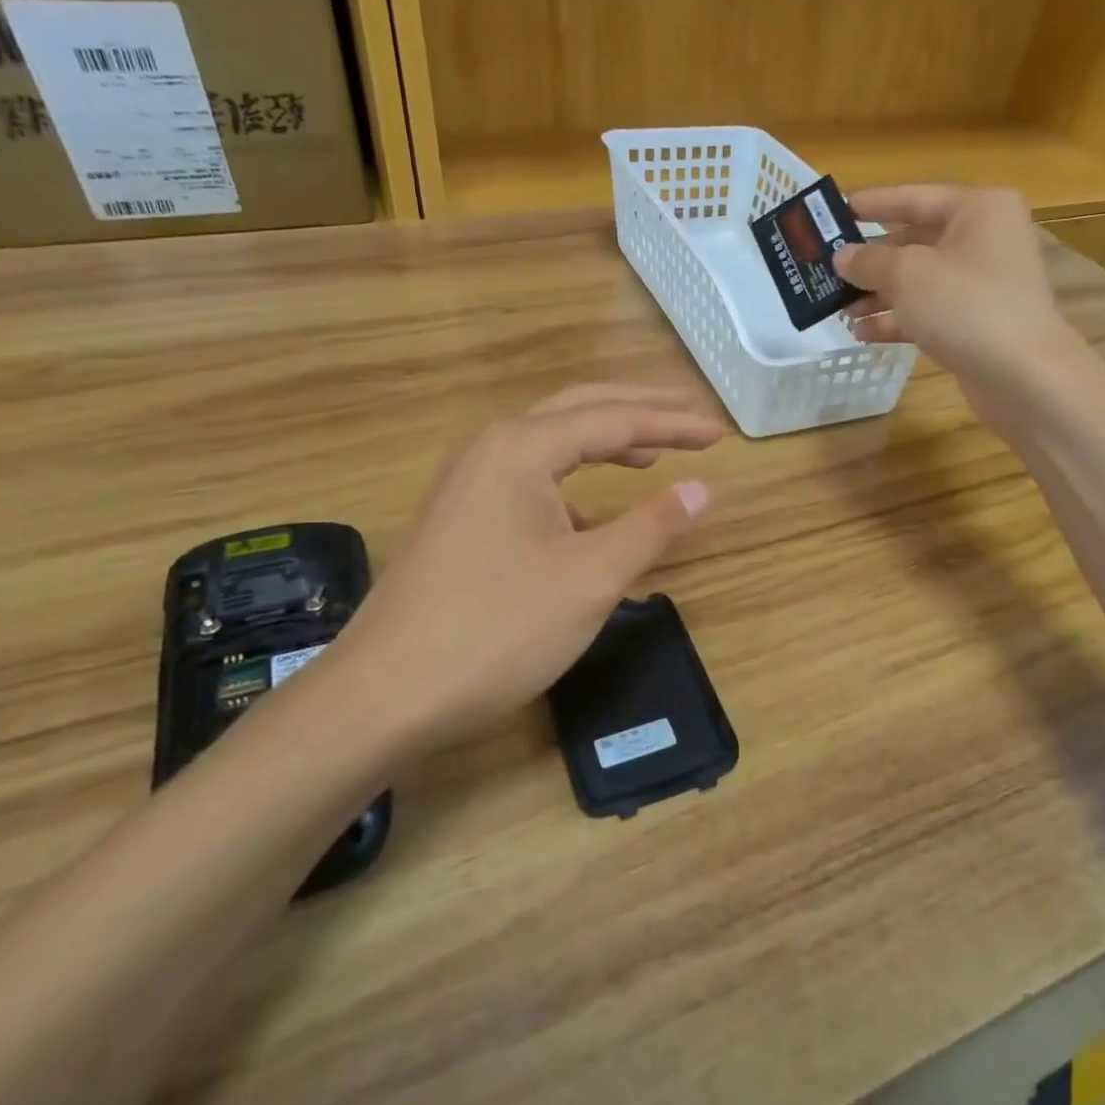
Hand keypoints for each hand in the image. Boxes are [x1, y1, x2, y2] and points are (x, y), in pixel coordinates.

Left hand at [334, 386, 724, 749]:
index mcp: (521, 448)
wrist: (385, 694)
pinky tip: (591, 517)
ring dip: (601, 443)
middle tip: (687, 416)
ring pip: (547, 445)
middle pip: (577, 411)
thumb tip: (703, 489)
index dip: (672, 426)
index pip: (614, 420)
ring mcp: (466, 484)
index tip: (719, 435)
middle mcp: (489, 449)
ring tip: (648, 456)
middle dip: (636, 411)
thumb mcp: (591, 578)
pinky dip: (571, 484)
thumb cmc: (498, 628)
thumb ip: (652, 526)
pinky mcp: (458, 520)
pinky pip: (527, 481)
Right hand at [833, 184, 1072, 406]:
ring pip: (920, 281)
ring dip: (879, 295)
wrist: (1021, 374)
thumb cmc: (964, 305)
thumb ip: (868, 261)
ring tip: (841, 310)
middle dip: (871, 261)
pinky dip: (898, 319)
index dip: (872, 203)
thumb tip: (842, 257)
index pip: (914, 197)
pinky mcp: (978, 322)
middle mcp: (985, 239)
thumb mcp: (906, 275)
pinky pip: (929, 311)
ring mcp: (984, 283)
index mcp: (978, 209)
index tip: (834, 210)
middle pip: (915, 241)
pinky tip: (864, 334)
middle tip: (829, 270)